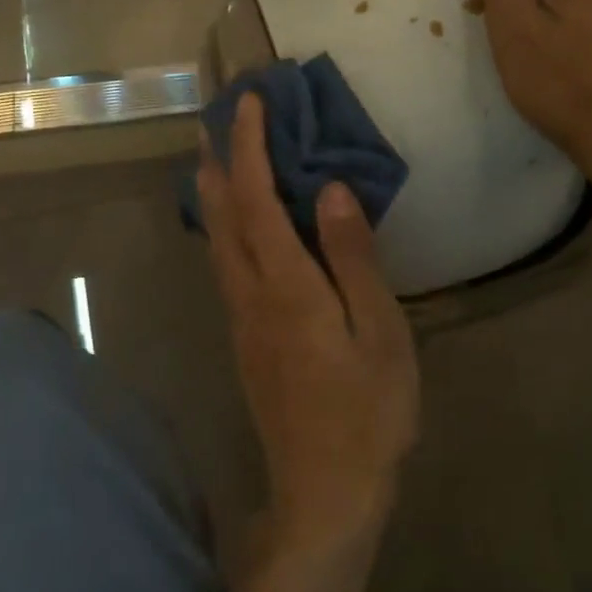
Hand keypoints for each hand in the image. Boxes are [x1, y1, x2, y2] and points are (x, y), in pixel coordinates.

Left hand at [196, 94, 420, 561]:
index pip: (256, 198)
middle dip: (216, 160)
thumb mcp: (379, 332)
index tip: (249, 102)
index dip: (249, 146)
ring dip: (212, 192)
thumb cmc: (367, 411)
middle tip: (216, 118)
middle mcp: (250, 294)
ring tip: (212, 157)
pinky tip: (233, 226)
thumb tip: (333, 190)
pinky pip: (225, 265)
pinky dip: (223, 227)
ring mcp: (241, 319)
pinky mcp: (245, 339)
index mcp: (285, 285)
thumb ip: (353, 258)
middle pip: (221, 214)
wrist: (325, 489)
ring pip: (216, 241)